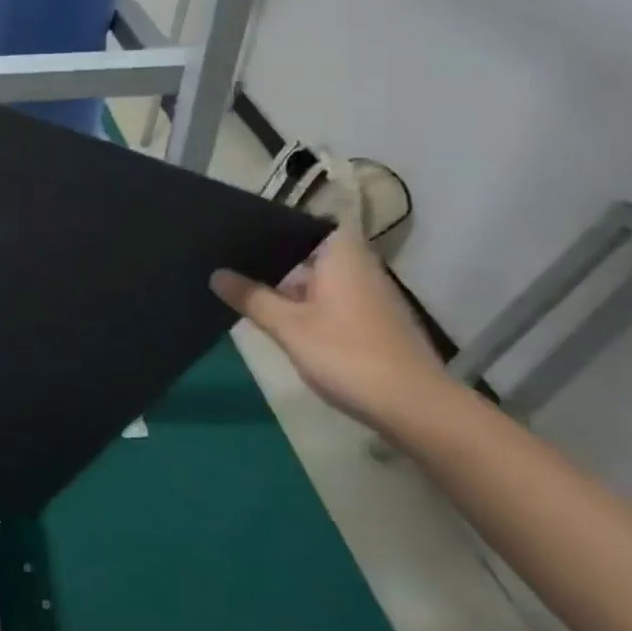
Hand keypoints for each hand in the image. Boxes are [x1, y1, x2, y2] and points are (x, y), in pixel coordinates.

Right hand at [210, 226, 448, 431]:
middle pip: (309, 251)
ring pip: (320, 278)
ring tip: (245, 288)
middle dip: (273, 258)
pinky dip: (307, 304)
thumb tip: (216, 273)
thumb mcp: (289, 327)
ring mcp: (370, 295)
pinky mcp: (374, 322)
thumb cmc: (348, 354)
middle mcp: (359, 266)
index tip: (237, 229)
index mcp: (342, 254)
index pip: (304, 222)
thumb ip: (252, 297)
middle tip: (229, 261)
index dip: (272, 224)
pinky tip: (280, 320)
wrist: (415, 408)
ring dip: (288, 285)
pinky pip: (332, 299)